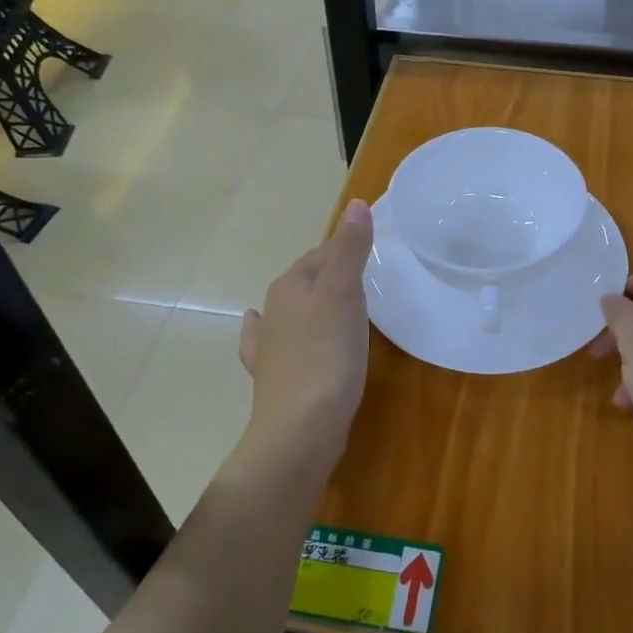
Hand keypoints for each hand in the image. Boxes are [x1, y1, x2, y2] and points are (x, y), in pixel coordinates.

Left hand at [238, 200, 373, 460]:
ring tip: (333, 306)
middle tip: (365, 280)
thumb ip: (351, 249)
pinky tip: (261, 329)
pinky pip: (271, 344)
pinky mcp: (272, 376)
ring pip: (292, 311)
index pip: (322, 253)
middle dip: (331, 275)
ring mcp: (270, 344)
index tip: (371, 251)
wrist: (299, 428)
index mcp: (292, 284)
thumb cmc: (327, 354)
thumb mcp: (345, 294)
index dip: (346, 248)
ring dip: (310, 303)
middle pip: (307, 280)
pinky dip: (271, 333)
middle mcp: (274, 309)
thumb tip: (356, 203)